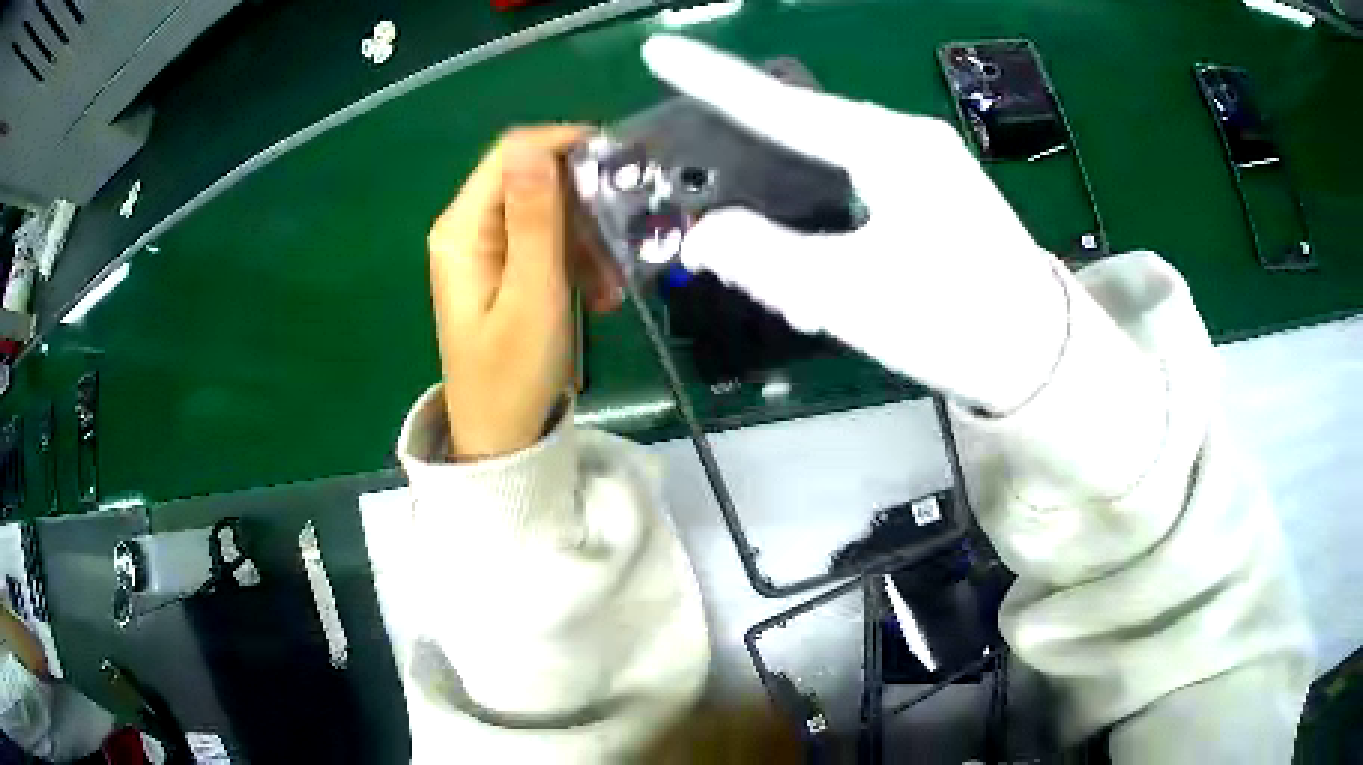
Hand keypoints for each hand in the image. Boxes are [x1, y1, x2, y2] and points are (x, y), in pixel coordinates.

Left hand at [430, 126, 620, 459]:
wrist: (501, 438)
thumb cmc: (514, 375)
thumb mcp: (532, 294)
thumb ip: (534, 217)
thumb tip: (533, 145)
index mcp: (463, 229)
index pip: (514, 153)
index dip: (565, 146)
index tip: (620, 165)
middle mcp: (467, 228)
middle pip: (532, 179)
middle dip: (583, 204)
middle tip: (621, 241)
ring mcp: (484, 250)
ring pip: (546, 212)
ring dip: (585, 238)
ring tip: (610, 286)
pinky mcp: (501, 270)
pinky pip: (545, 243)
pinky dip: (575, 260)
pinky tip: (597, 295)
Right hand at [642, 36, 1069, 413]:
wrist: (1043, 358)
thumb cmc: (956, 321)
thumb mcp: (849, 296)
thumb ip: (764, 260)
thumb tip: (704, 236)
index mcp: (888, 146)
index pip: (779, 105)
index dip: (711, 79)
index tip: (658, 51)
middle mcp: (907, 142)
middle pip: (803, 137)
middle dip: (756, 174)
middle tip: (718, 211)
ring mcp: (927, 169)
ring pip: (831, 176)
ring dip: (796, 223)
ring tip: (788, 285)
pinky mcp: (935, 200)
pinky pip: (859, 198)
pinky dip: (830, 234)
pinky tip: (826, 282)